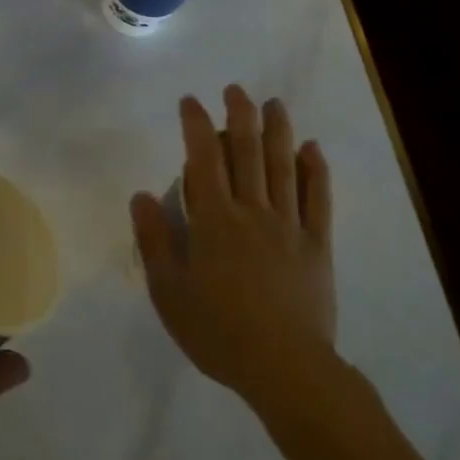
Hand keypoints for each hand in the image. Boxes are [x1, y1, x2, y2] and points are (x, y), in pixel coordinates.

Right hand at [131, 87, 335, 412]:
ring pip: (284, 167)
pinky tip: (313, 149)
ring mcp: (289, 226)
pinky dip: (316, 171)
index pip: (203, 159)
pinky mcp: (317, 246)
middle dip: (239, 116)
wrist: (285, 370)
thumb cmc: (218, 332)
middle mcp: (252, 212)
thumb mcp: (169, 291)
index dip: (196, 125)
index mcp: (214, 220)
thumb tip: (141, 194)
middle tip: (235, 89)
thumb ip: (155, 240)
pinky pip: (319, 200)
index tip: (191, 101)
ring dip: (278, 131)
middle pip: (247, 152)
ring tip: (274, 104)